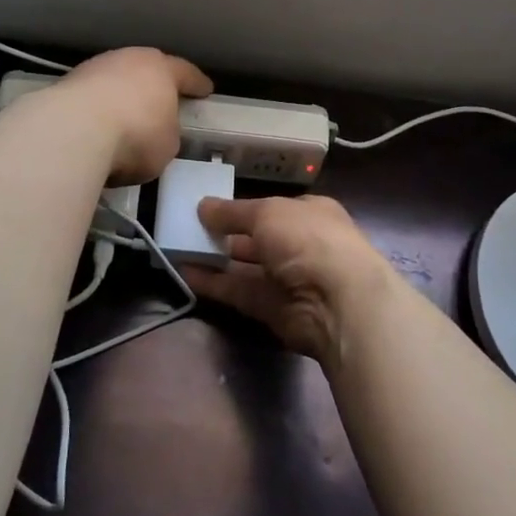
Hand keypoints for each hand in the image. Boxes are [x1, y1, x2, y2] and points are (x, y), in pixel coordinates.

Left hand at [49, 47, 211, 184]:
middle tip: (162, 99)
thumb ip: (167, 133)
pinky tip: (97, 123)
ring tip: (125, 115)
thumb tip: (157, 132)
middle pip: (146, 69)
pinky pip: (92, 95)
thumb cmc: (134, 135)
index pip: (186, 73)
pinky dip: (98, 107)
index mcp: (161, 69)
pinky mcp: (66, 84)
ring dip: (121, 94)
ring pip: (115, 78)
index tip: (205, 89)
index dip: (197, 83)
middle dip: (155, 84)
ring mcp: (94, 68)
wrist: (73, 131)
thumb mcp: (167, 145)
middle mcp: (128, 59)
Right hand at [183, 195, 393, 366]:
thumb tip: (202, 206)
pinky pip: (238, 292)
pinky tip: (185, 274)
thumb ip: (232, 212)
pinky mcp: (273, 309)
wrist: (337, 301)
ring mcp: (288, 280)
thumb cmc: (307, 239)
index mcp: (309, 214)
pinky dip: (214, 283)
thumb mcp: (266, 212)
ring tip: (177, 250)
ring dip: (214, 259)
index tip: (211, 208)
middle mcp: (301, 245)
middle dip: (225, 235)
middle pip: (257, 239)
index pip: (272, 209)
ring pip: (245, 267)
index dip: (243, 209)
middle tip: (187, 229)